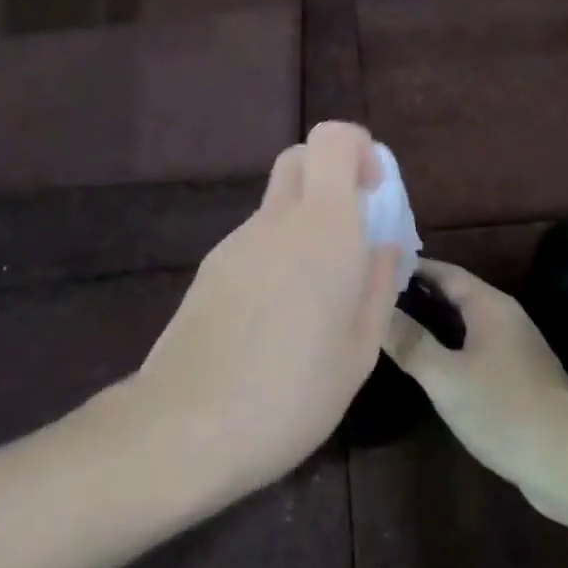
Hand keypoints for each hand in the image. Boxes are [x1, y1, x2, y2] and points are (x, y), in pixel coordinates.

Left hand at [133, 122, 400, 497]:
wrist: (185, 428)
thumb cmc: (292, 393)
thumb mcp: (359, 350)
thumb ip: (377, 287)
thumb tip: (382, 247)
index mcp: (324, 229)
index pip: (332, 139)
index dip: (359, 150)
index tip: (374, 192)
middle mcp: (277, 221)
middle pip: (300, 159)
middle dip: (332, 176)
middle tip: (352, 231)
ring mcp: (236, 243)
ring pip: (278, 205)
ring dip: (305, 225)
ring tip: (318, 297)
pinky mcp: (210, 269)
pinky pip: (255, 242)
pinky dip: (277, 255)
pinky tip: (279, 318)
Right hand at [384, 260, 567, 517]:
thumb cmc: (504, 409)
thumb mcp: (446, 376)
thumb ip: (411, 342)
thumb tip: (375, 309)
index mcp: (490, 306)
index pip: (445, 271)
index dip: (411, 267)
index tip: (373, 265)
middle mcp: (504, 318)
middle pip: (456, 294)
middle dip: (418, 293)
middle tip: (374, 295)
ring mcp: (514, 348)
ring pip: (465, 323)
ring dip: (433, 321)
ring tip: (392, 324)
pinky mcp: (517, 377)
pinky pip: (474, 347)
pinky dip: (449, 345)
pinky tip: (428, 362)